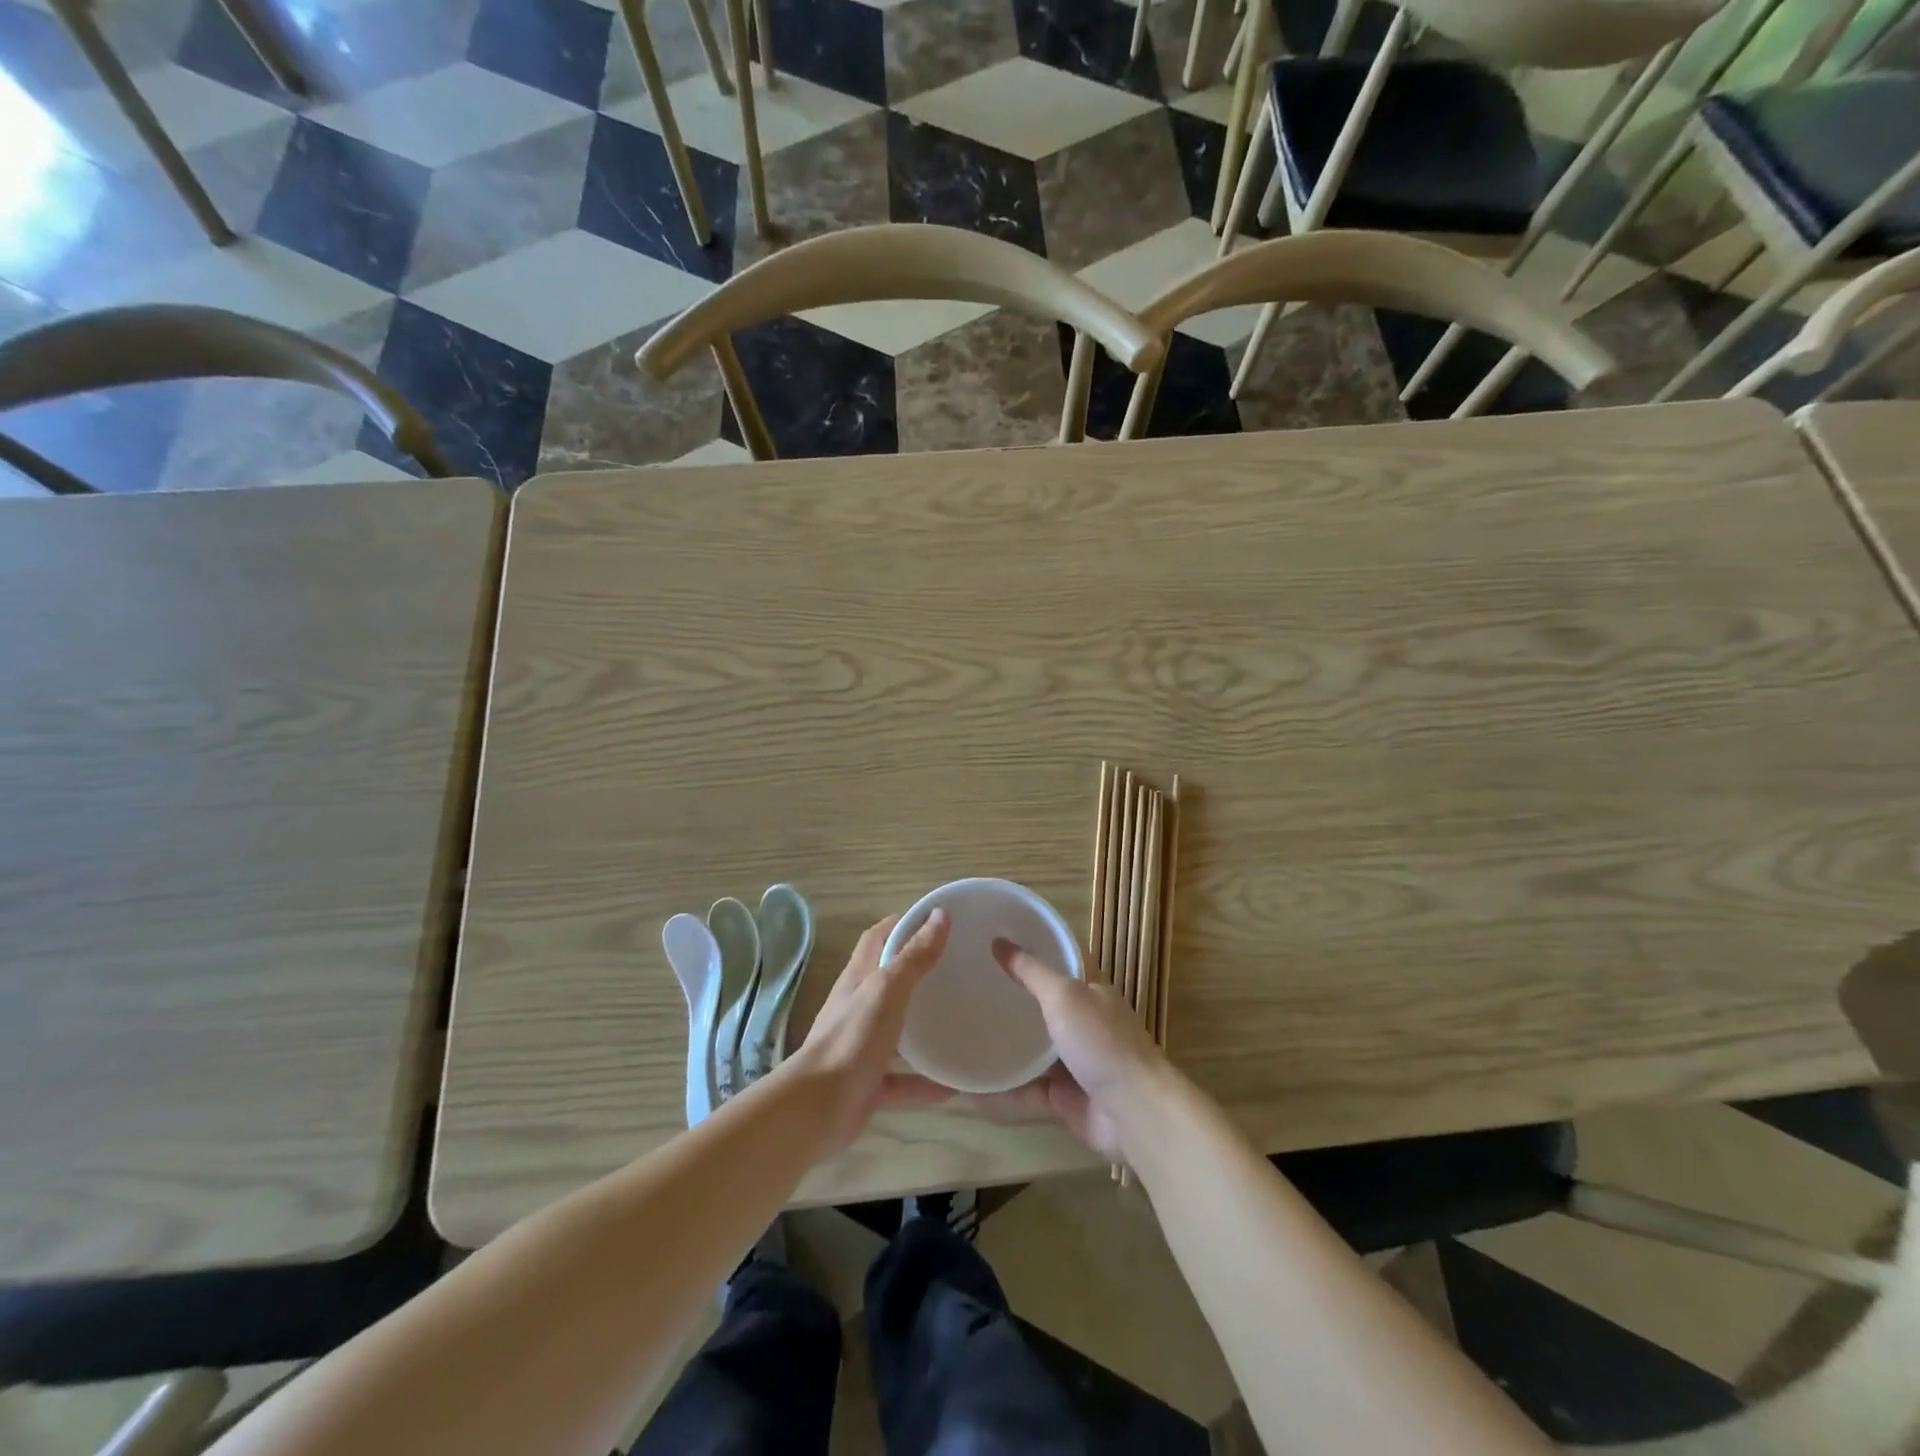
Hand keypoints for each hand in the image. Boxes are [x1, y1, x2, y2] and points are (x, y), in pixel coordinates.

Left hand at [785, 911, 952, 1151]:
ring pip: (895, 1032)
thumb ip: (914, 956)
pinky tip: (953, 1087)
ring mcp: (861, 1047)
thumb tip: (940, 915)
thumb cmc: (852, 1039)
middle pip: (887, 982)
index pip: (876, 939)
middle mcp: (857, 1008)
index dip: (900, 925)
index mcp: (858, 979)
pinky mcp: (867, 1084)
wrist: (817, 1108)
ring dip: (921, 1028)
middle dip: (916, 973)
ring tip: (957, 1022)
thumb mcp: (887, 990)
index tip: (933, 920)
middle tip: (955, 968)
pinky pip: (901, 1081)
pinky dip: (924, 1083)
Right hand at [974, 939, 1172, 1164]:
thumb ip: (1031, 972)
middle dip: (1014, 999)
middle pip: (1045, 1006)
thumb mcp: (1063, 996)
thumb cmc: (1102, 1043)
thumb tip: (998, 942)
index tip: (1000, 940)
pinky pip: (1029, 1093)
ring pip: (1036, 1052)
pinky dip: (1005, 1094)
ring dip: (1008, 1048)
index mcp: (1091, 991)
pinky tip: (975, 1091)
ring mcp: (1077, 1063)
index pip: (1063, 959)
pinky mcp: (1067, 1099)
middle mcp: (1085, 1023)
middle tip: (973, 988)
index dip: (1037, 947)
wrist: (1135, 1114)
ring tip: (968, 1037)